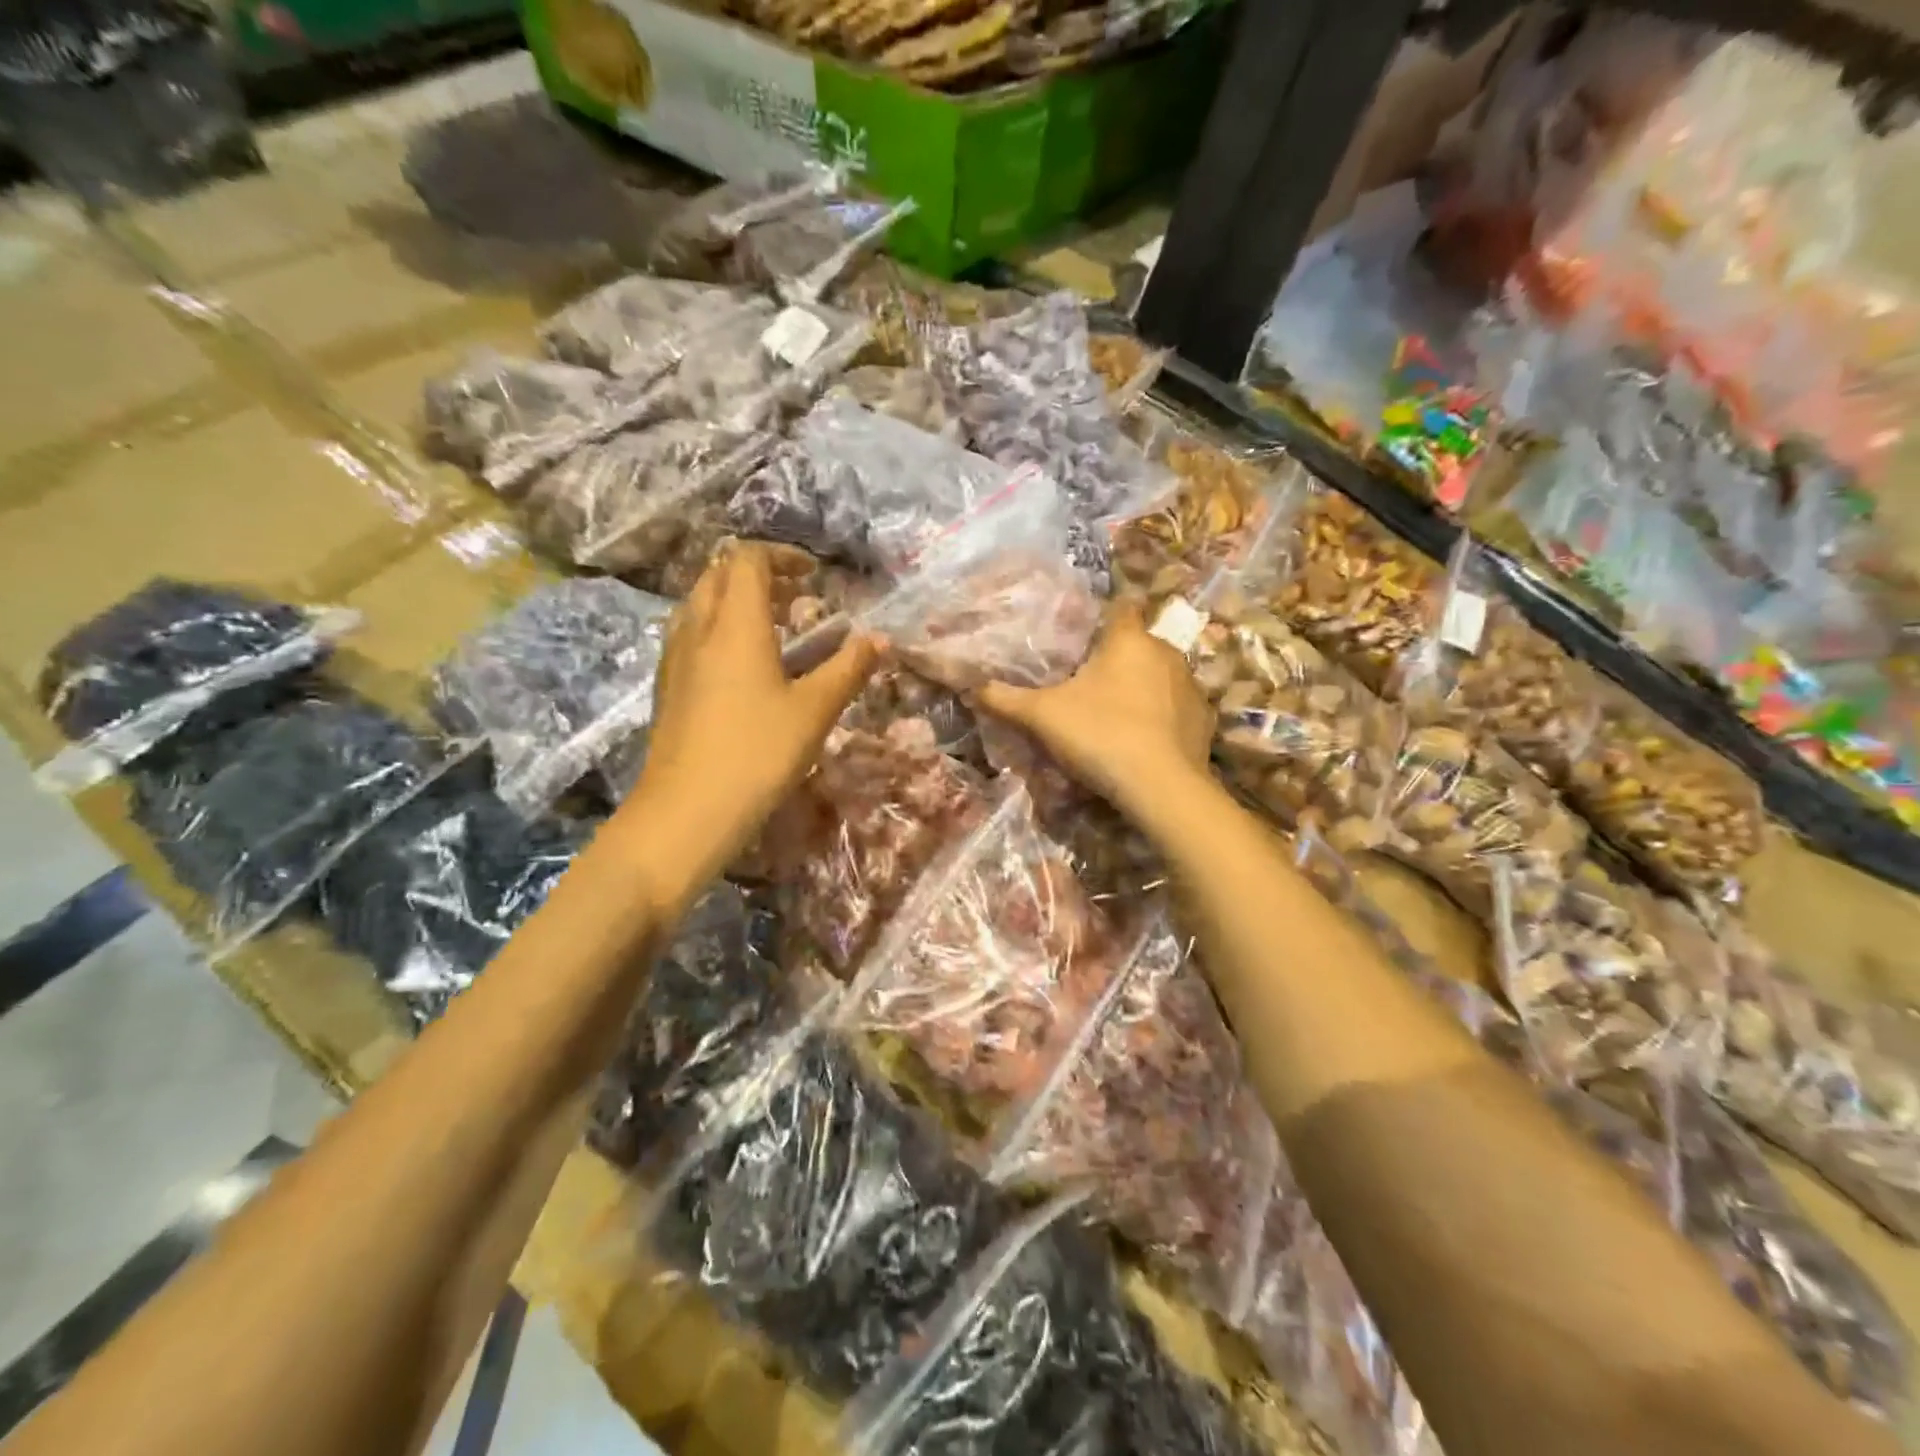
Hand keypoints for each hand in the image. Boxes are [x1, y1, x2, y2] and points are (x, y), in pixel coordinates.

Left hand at [629, 542, 879, 898]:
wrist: (686, 813)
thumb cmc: (758, 754)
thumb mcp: (815, 711)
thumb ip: (849, 669)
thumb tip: (879, 639)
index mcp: (735, 624)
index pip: (748, 559)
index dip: (782, 556)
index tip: (814, 575)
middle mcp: (697, 629)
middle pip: (718, 574)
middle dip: (757, 574)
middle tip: (795, 597)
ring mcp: (675, 659)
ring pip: (699, 605)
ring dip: (733, 601)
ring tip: (771, 628)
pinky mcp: (667, 688)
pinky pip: (690, 636)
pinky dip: (717, 630)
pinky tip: (741, 669)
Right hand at [974, 600, 1212, 820]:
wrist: (1160, 787)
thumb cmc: (1100, 735)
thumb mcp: (1042, 717)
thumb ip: (1005, 699)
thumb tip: (970, 686)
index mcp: (1128, 640)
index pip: (1121, 606)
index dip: (1103, 615)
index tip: (1085, 634)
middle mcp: (1166, 652)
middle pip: (1138, 644)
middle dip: (1117, 659)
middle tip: (1088, 685)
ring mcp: (1191, 686)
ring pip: (1160, 676)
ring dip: (1142, 688)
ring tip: (1116, 716)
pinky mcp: (1204, 720)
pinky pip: (1177, 708)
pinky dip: (1162, 717)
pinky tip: (1145, 741)